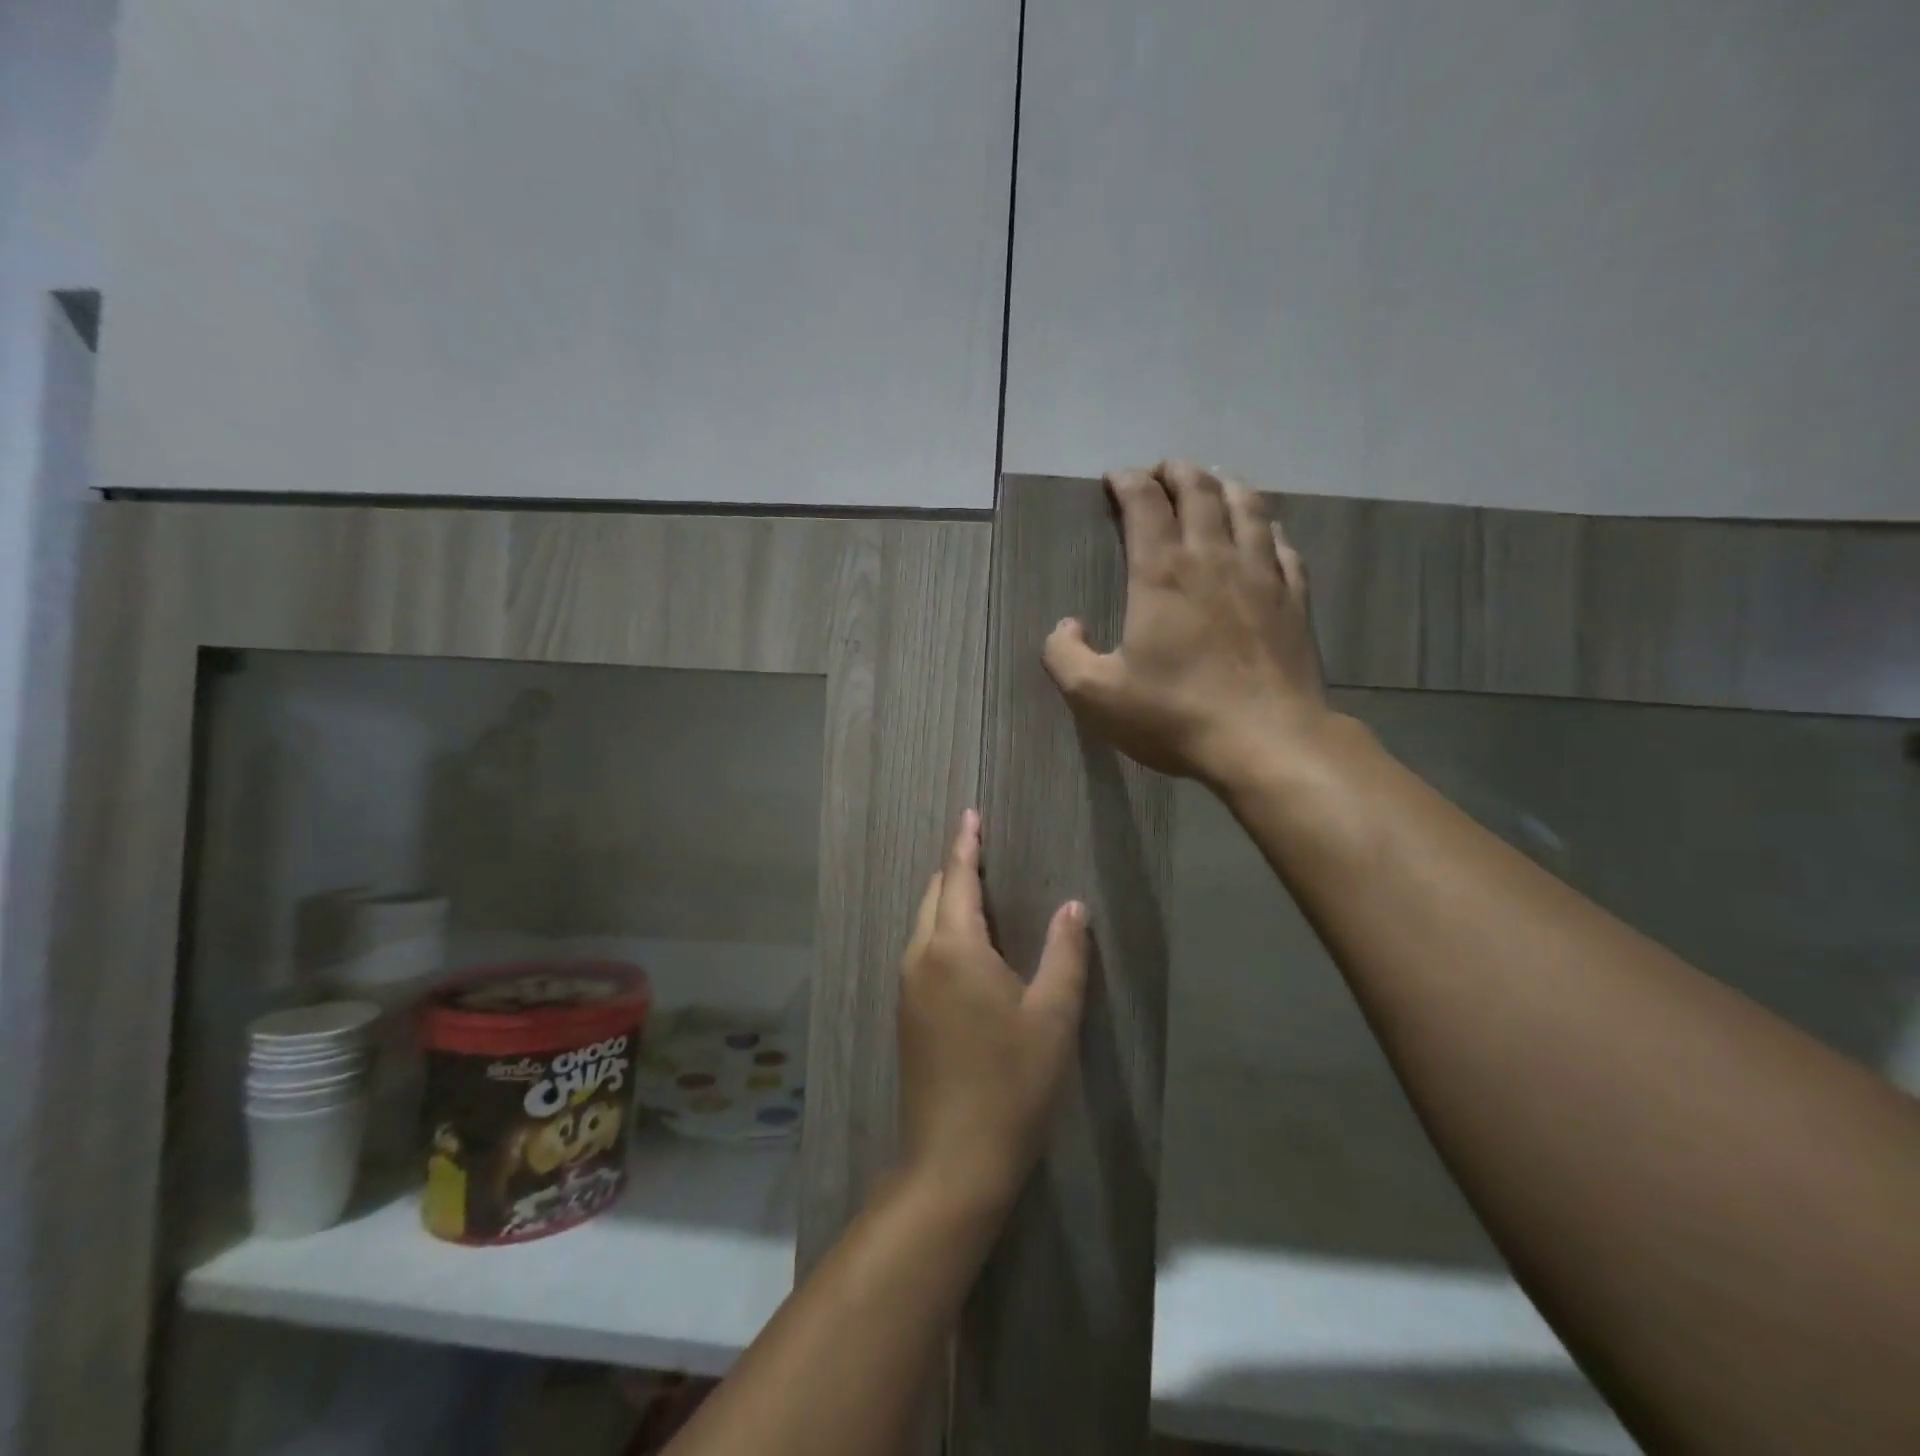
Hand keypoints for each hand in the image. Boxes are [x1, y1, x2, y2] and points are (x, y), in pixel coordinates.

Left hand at [898, 810, 1086, 1209]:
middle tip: (982, 849)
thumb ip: (1065, 953)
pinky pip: (921, 951)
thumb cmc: (1011, 1083)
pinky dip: (941, 930)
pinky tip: (965, 944)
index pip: (956, 878)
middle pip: (933, 896)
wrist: (954, 1159)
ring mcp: (906, 987)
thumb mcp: (1053, 1016)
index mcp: (954, 949)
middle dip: (955, 868)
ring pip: (923, 924)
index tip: (971, 814)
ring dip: (947, 900)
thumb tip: (1073, 907)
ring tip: (977, 888)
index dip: (966, 844)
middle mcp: (920, 957)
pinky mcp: (905, 1013)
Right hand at [1042, 460, 1331, 787]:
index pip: (1145, 504)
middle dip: (1175, 471)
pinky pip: (1282, 545)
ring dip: (1224, 485)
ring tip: (1211, 482)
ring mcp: (1261, 575)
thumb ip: (1064, 655)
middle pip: (1199, 490)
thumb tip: (1065, 626)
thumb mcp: (1095, 696)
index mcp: (1162, 574)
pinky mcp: (1294, 599)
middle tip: (1160, 472)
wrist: (1267, 741)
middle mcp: (1213, 559)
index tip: (1115, 479)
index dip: (1128, 482)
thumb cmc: (1175, 715)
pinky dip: (1266, 526)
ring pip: (1247, 506)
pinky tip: (1263, 531)